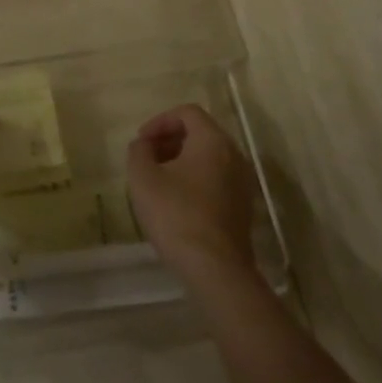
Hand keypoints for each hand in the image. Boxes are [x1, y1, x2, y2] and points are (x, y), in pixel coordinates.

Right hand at [126, 105, 257, 288]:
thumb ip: (139, 151)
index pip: (187, 113)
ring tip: (158, 180)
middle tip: (147, 157)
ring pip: (209, 158)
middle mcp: (234, 155)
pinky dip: (195, 179)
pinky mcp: (242, 208)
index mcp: (213, 140)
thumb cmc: (176, 214)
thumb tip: (144, 145)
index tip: (142, 141)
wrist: (215, 270)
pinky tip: (176, 202)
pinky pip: (216, 179)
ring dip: (181, 161)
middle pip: (200, 133)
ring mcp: (242, 183)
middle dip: (170, 140)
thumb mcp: (142, 177)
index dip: (160, 121)